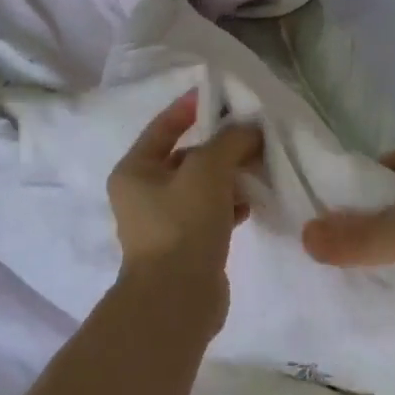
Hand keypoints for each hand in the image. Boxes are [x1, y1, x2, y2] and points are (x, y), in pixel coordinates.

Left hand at [108, 92, 262, 293]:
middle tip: (254, 136)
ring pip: (202, 186)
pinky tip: (253, 202)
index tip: (222, 96)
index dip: (191, 108)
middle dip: (220, 146)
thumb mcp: (207, 170)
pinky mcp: (186, 245)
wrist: (178, 299)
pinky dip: (230, 204)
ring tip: (260, 167)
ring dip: (230, 176)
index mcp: (134, 170)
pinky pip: (211, 213)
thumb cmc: (183, 224)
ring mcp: (165, 222)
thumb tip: (250, 130)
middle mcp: (143, 193)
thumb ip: (230, 141)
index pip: (164, 127)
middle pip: (187, 157)